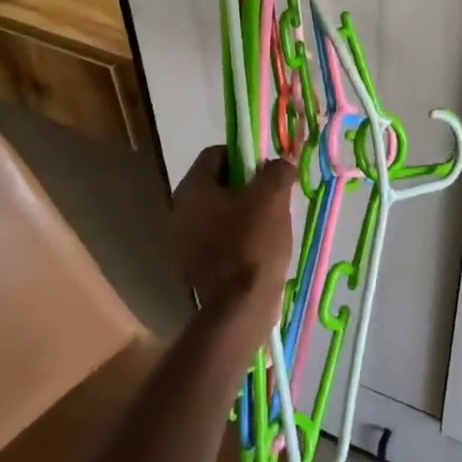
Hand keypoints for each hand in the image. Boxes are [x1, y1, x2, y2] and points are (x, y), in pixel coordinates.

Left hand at [171, 148, 297, 350]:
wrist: (240, 308)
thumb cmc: (253, 243)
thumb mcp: (272, 198)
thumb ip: (277, 171)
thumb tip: (282, 162)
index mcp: (192, 190)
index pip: (216, 153)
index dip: (245, 155)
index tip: (268, 170)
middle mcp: (179, 211)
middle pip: (218, 183)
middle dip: (247, 185)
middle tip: (274, 195)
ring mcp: (184, 241)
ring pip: (220, 211)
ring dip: (245, 211)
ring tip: (272, 222)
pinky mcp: (195, 265)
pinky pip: (219, 237)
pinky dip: (238, 235)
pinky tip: (260, 247)